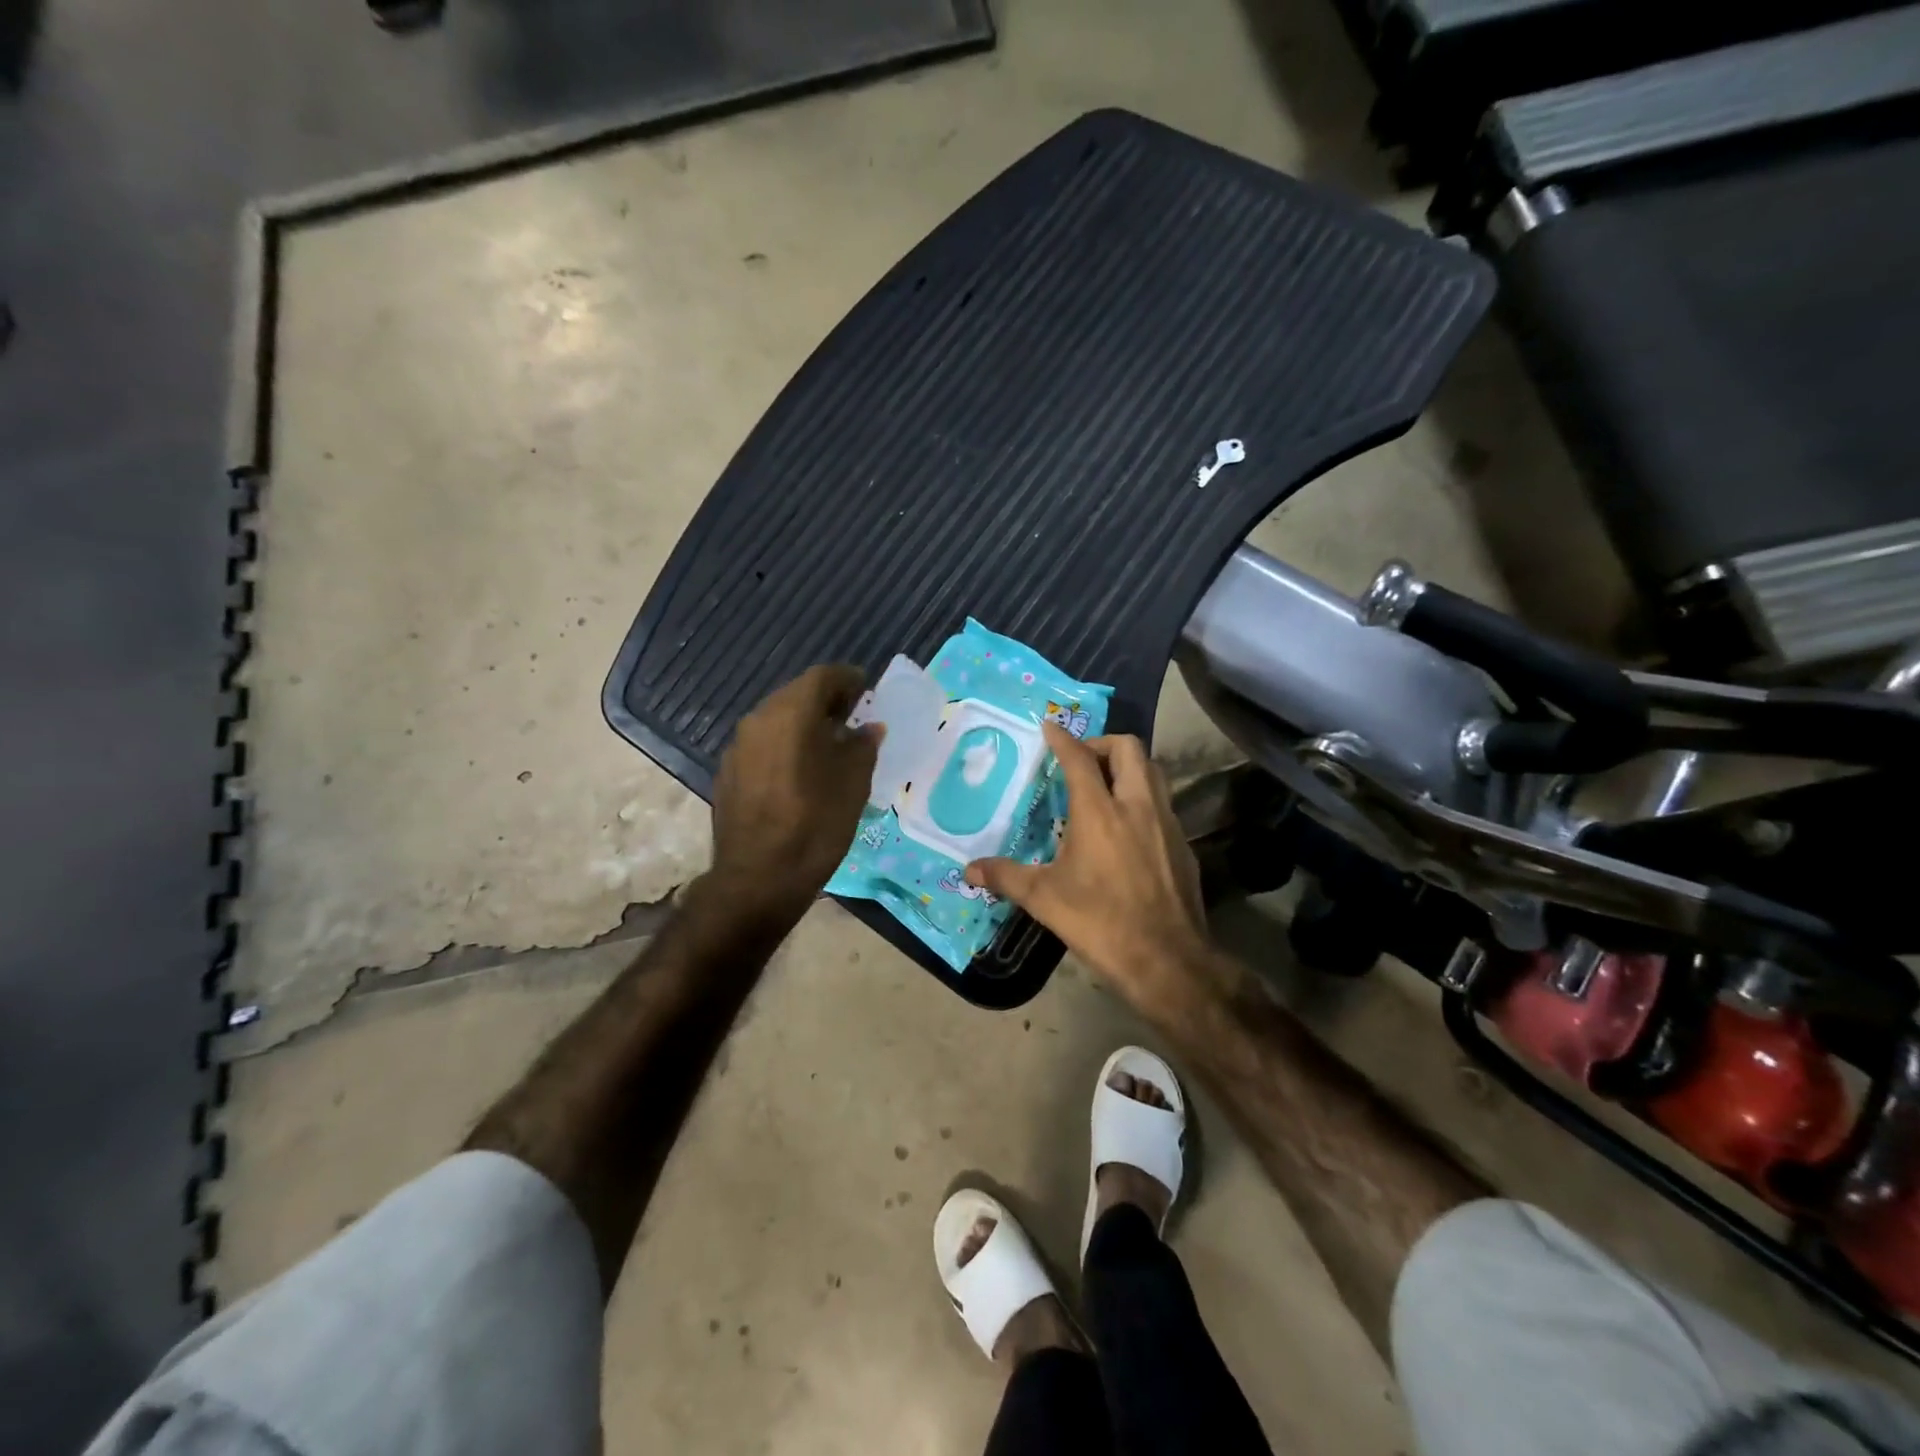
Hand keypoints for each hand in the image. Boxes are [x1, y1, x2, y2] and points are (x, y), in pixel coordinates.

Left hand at [708, 664, 881, 926]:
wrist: (757, 878)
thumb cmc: (815, 825)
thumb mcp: (853, 785)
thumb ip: (862, 746)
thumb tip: (869, 728)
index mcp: (791, 714)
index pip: (822, 677)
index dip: (847, 679)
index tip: (866, 690)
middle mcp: (759, 719)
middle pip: (796, 694)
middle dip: (825, 700)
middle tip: (852, 716)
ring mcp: (738, 746)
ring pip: (776, 719)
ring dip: (803, 723)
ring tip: (829, 744)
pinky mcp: (728, 772)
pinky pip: (763, 744)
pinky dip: (785, 745)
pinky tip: (800, 770)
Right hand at [967, 725, 1206, 1007]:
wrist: (1168, 960)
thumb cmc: (1100, 923)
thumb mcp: (1045, 900)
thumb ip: (1006, 877)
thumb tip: (969, 870)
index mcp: (1100, 812)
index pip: (1080, 759)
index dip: (1063, 739)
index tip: (1049, 727)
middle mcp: (1137, 805)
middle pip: (1127, 748)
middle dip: (1102, 744)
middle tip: (1080, 760)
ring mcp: (1166, 823)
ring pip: (1152, 771)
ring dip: (1128, 767)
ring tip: (1104, 786)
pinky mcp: (1183, 845)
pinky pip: (1163, 803)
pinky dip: (1143, 798)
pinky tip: (1127, 828)